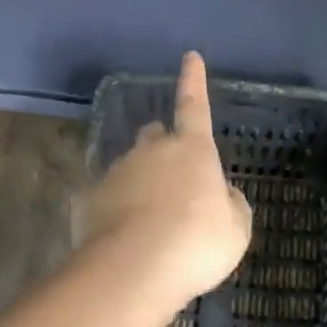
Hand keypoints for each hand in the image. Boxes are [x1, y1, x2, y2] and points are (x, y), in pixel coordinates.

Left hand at [73, 52, 252, 302]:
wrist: (134, 270)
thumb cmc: (196, 243)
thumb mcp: (236, 228)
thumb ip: (231, 204)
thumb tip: (220, 194)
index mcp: (192, 149)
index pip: (195, 105)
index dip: (194, 81)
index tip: (190, 56)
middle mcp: (152, 151)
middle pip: (157, 135)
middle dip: (165, 146)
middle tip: (175, 178)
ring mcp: (117, 172)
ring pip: (132, 166)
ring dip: (143, 183)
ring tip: (152, 222)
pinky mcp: (91, 198)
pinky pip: (109, 196)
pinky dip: (119, 209)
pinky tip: (126, 238)